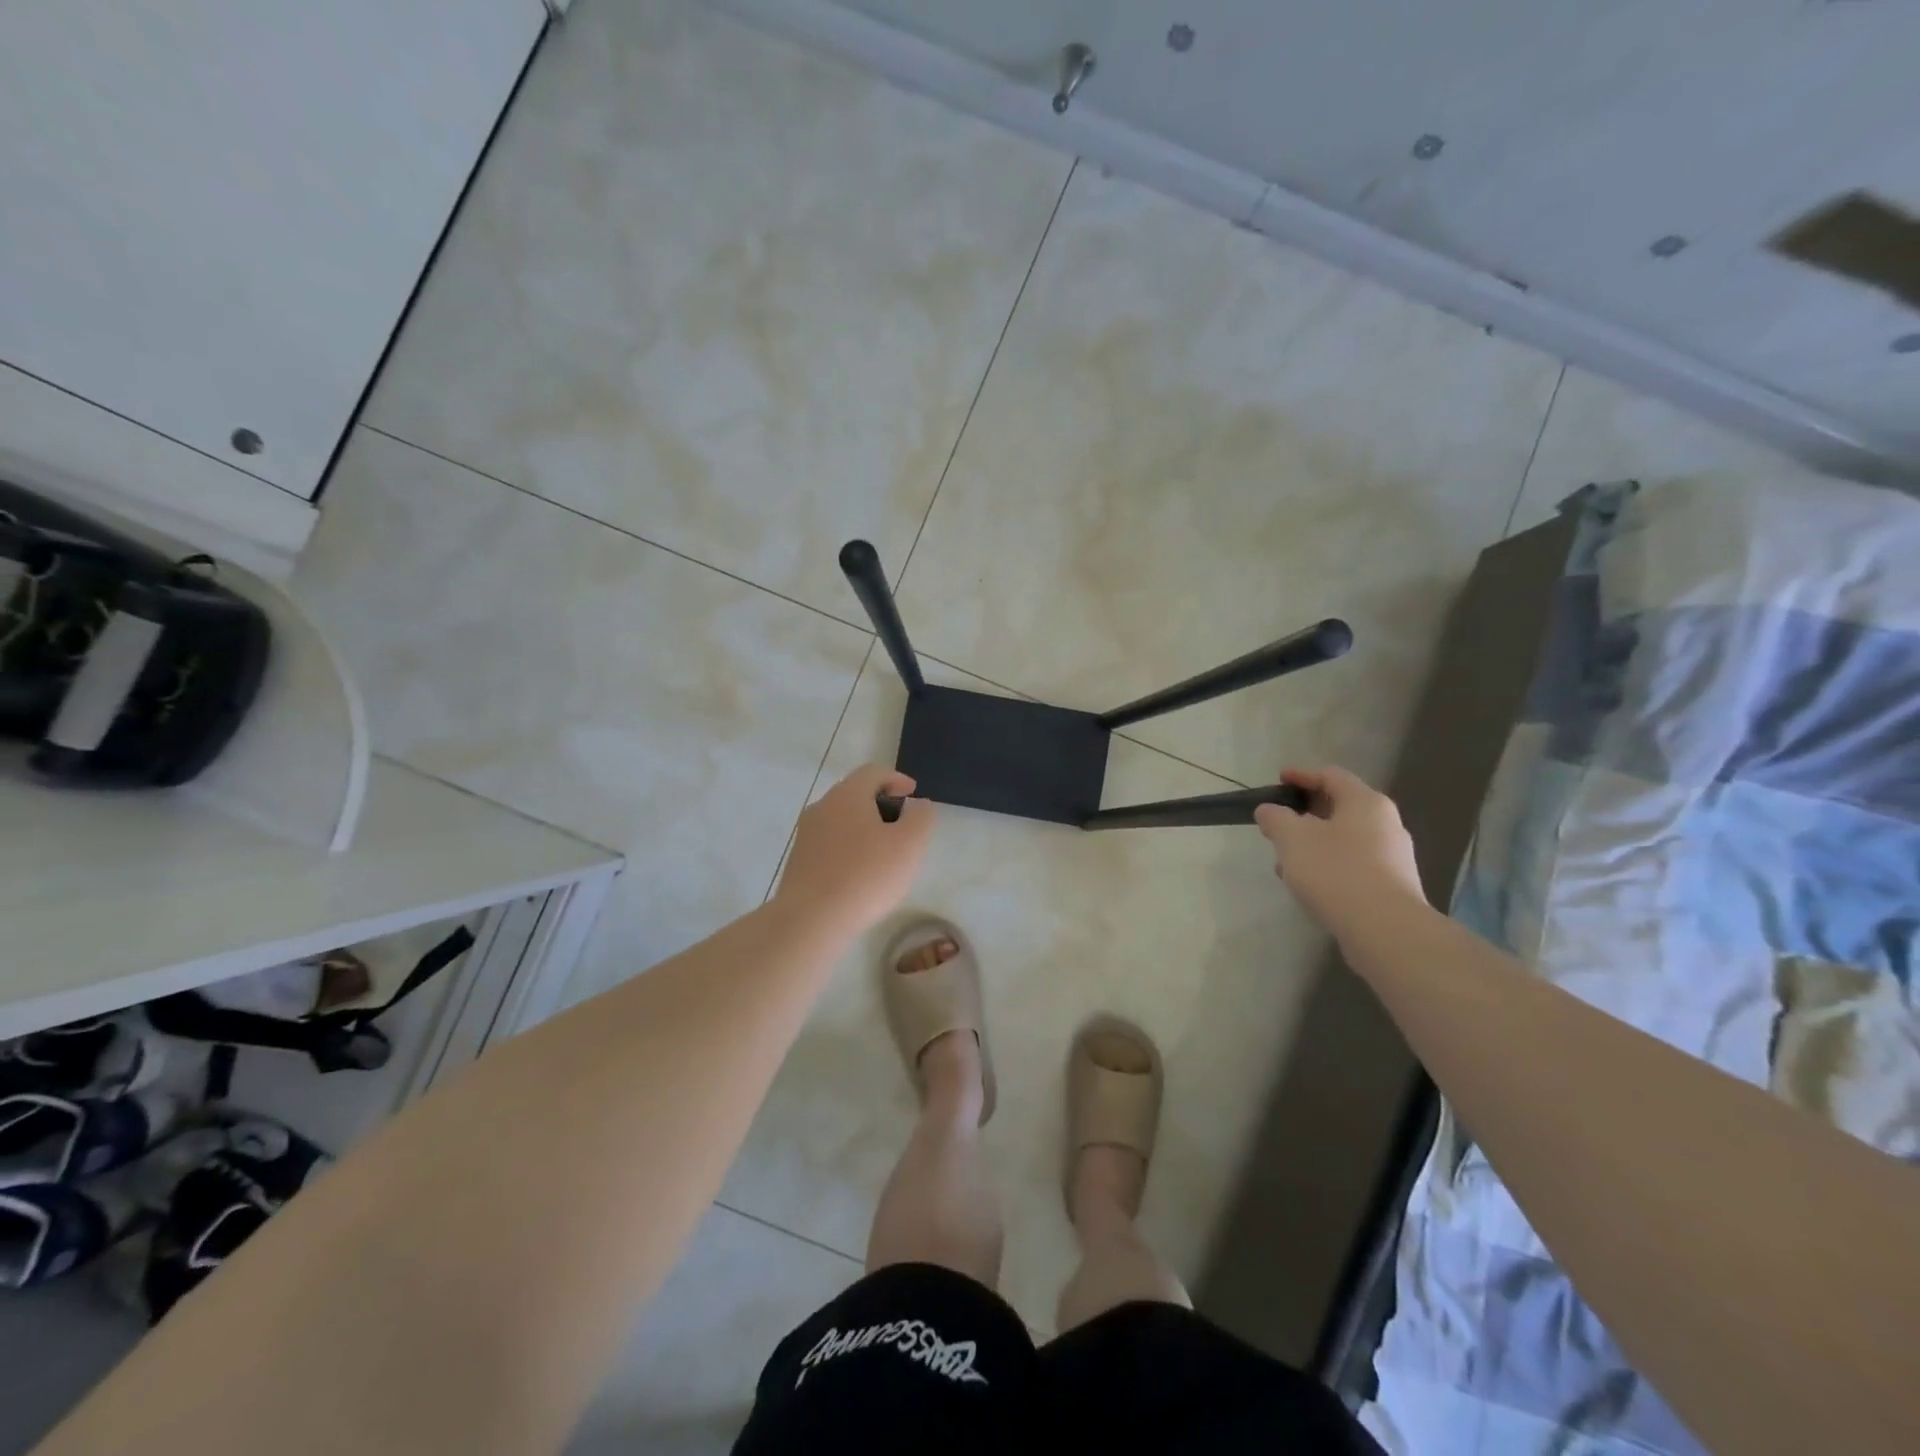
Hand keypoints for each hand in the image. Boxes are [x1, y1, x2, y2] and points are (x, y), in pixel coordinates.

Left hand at [776, 765, 935, 933]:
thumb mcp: (910, 844)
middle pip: (855, 794)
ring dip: (864, 829)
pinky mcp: (798, 862)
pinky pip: (829, 845)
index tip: (913, 795)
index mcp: (847, 795)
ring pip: (841, 820)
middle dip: (881, 805)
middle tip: (903, 827)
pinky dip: (849, 849)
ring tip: (884, 854)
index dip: (897, 779)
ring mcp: (806, 835)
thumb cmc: (866, 876)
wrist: (810, 920)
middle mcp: (822, 807)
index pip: (874, 772)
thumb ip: (921, 817)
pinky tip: (860, 875)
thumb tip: (917, 804)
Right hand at [1254, 766, 1423, 934]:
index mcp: (1365, 802)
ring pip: (1345, 838)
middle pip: (1340, 807)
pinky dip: (1328, 865)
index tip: (1278, 780)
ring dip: (1314, 843)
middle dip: (1305, 814)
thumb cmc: (1336, 871)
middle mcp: (1386, 823)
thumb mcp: (1292, 838)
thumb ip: (1275, 818)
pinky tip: (1309, 883)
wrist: (1385, 929)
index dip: (1302, 775)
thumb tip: (1269, 810)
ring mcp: (1393, 856)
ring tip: (1286, 860)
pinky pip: (1354, 864)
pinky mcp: (1392, 885)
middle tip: (1279, 823)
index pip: (1331, 776)